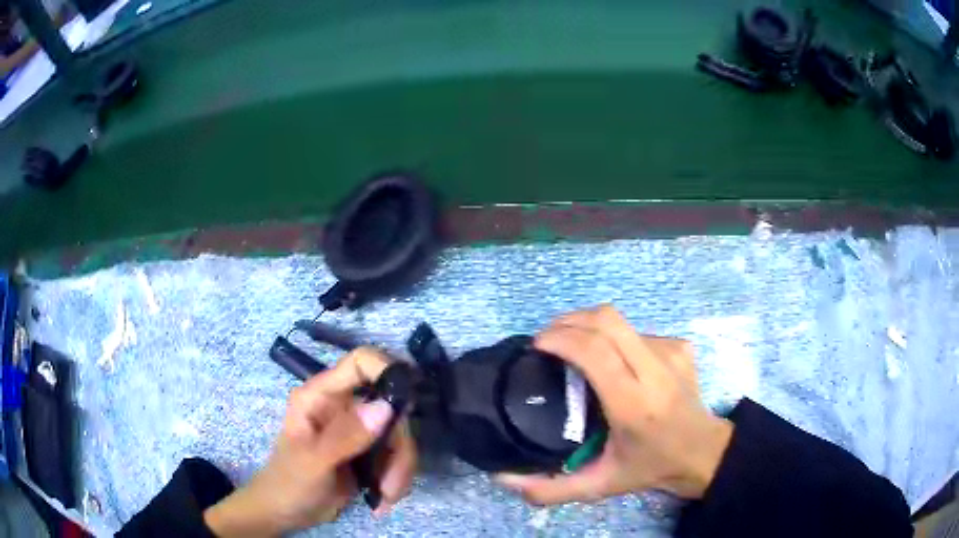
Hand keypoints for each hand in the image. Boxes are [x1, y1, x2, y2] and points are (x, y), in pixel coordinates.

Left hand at [204, 347, 417, 535]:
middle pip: (391, 409)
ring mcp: (358, 430)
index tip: (406, 406)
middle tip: (392, 483)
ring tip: (386, 497)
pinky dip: (397, 478)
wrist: (286, 512)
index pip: (359, 363)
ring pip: (398, 437)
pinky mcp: (368, 452)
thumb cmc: (289, 482)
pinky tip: (383, 499)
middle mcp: (343, 406)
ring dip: (399, 470)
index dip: (387, 370)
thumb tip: (387, 406)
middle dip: (398, 448)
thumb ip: (346, 435)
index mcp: (321, 396)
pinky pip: (396, 456)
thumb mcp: (314, 461)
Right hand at [497, 305, 732, 504]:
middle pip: (606, 319)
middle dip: (569, 320)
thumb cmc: (650, 468)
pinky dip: (614, 339)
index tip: (537, 345)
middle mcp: (655, 370)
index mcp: (633, 404)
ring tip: (574, 350)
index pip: (594, 351)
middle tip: (548, 339)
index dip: (560, 338)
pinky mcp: (679, 345)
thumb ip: (550, 490)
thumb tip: (503, 478)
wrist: (704, 453)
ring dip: (589, 328)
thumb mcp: (599, 486)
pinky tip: (612, 362)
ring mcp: (671, 351)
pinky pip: (636, 332)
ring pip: (619, 322)